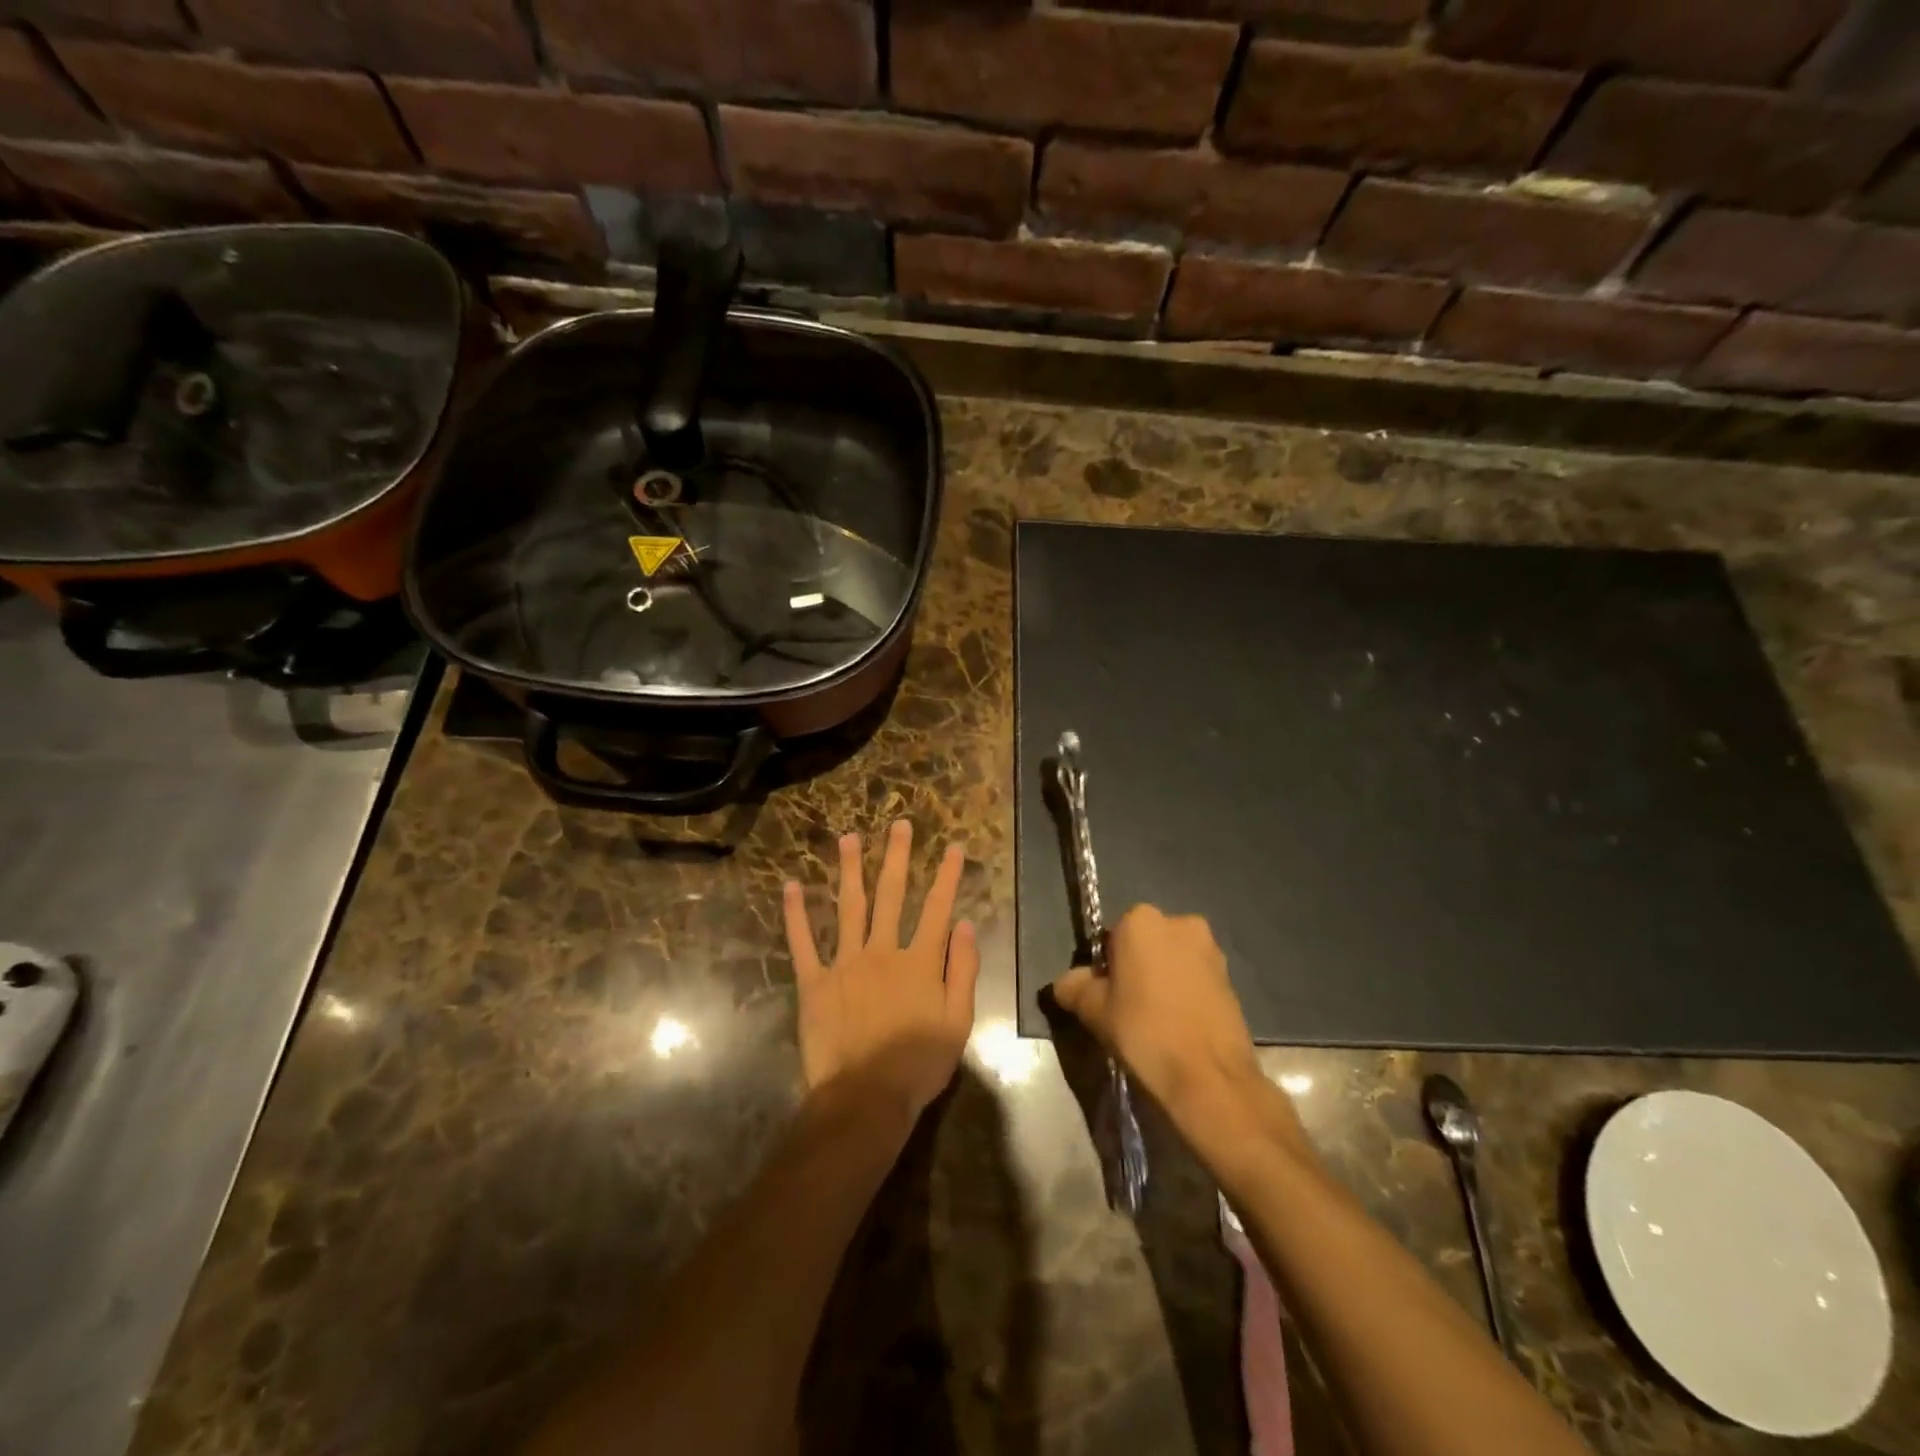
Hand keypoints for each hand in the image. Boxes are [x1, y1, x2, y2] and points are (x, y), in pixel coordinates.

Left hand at [783, 820, 979, 1124]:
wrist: (866, 1097)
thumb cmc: (918, 1064)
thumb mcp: (958, 1021)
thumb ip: (963, 970)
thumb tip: (966, 925)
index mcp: (919, 961)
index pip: (938, 908)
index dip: (948, 876)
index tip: (954, 846)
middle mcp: (882, 951)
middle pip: (892, 895)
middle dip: (897, 857)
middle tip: (899, 825)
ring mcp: (845, 963)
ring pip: (849, 907)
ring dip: (849, 870)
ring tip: (848, 838)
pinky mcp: (815, 982)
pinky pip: (803, 943)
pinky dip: (796, 914)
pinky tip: (791, 886)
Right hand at [1052, 906, 1298, 1146]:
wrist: (1209, 1077)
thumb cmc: (1144, 1032)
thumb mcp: (1093, 1010)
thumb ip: (1074, 986)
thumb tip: (1068, 982)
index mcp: (1141, 920)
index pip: (1111, 936)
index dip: (1105, 967)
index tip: (1104, 996)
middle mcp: (1180, 922)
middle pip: (1145, 943)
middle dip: (1136, 967)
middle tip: (1127, 1007)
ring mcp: (1211, 949)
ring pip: (1172, 960)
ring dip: (1163, 979)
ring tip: (1155, 1021)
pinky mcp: (1232, 977)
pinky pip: (1195, 978)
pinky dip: (1185, 993)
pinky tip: (1179, 1026)